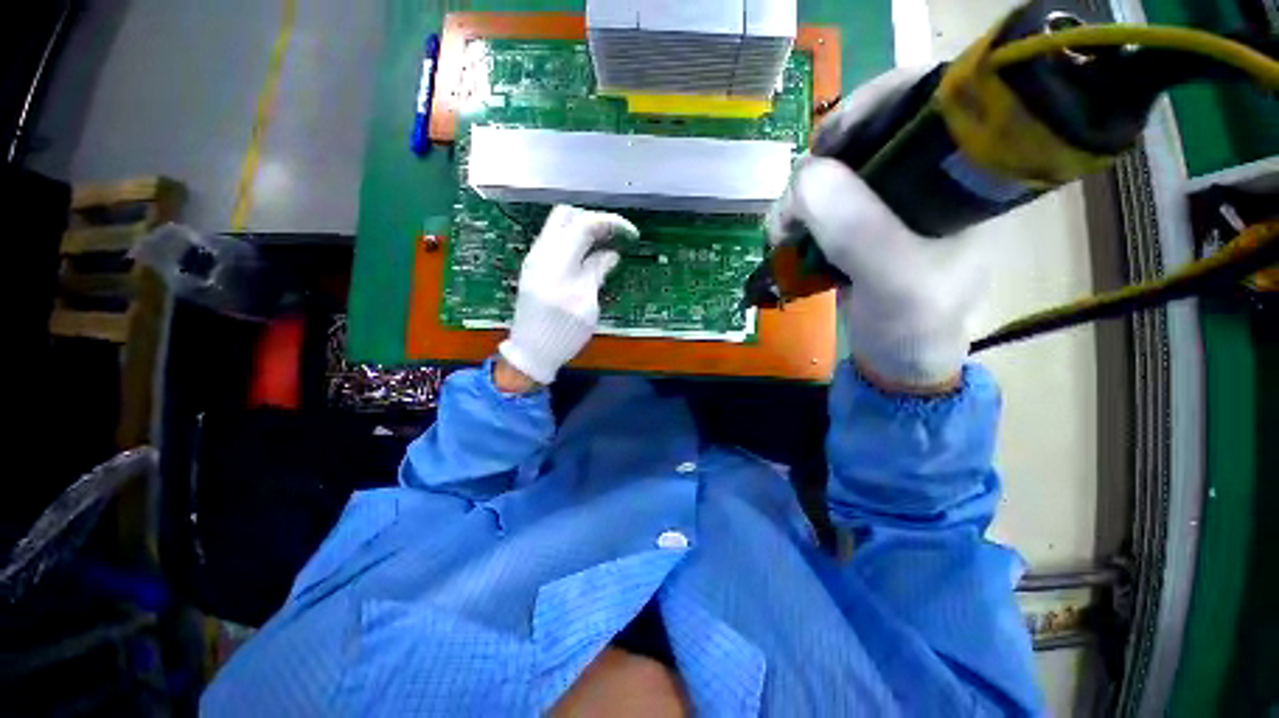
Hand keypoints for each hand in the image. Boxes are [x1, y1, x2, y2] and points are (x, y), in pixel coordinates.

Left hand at [498, 205, 637, 384]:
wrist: (530, 352)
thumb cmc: (562, 333)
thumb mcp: (587, 305)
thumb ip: (597, 272)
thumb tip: (612, 253)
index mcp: (557, 261)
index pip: (584, 224)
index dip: (611, 223)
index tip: (632, 234)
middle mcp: (542, 252)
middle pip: (566, 215)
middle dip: (594, 218)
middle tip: (615, 235)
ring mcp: (535, 259)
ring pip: (558, 226)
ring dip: (583, 228)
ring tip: (606, 243)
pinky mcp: (534, 268)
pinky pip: (555, 241)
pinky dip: (574, 240)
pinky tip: (589, 256)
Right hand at [768, 68, 987, 390]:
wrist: (898, 362)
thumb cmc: (914, 325)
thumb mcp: (897, 281)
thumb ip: (859, 230)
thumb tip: (806, 176)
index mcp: (960, 176)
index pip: (925, 99)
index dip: (872, 103)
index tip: (824, 143)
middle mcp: (925, 177)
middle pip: (867, 133)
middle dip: (821, 164)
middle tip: (793, 208)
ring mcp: (886, 202)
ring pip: (834, 170)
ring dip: (799, 197)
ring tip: (782, 233)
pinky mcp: (858, 226)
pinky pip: (820, 202)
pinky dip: (796, 215)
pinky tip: (786, 236)